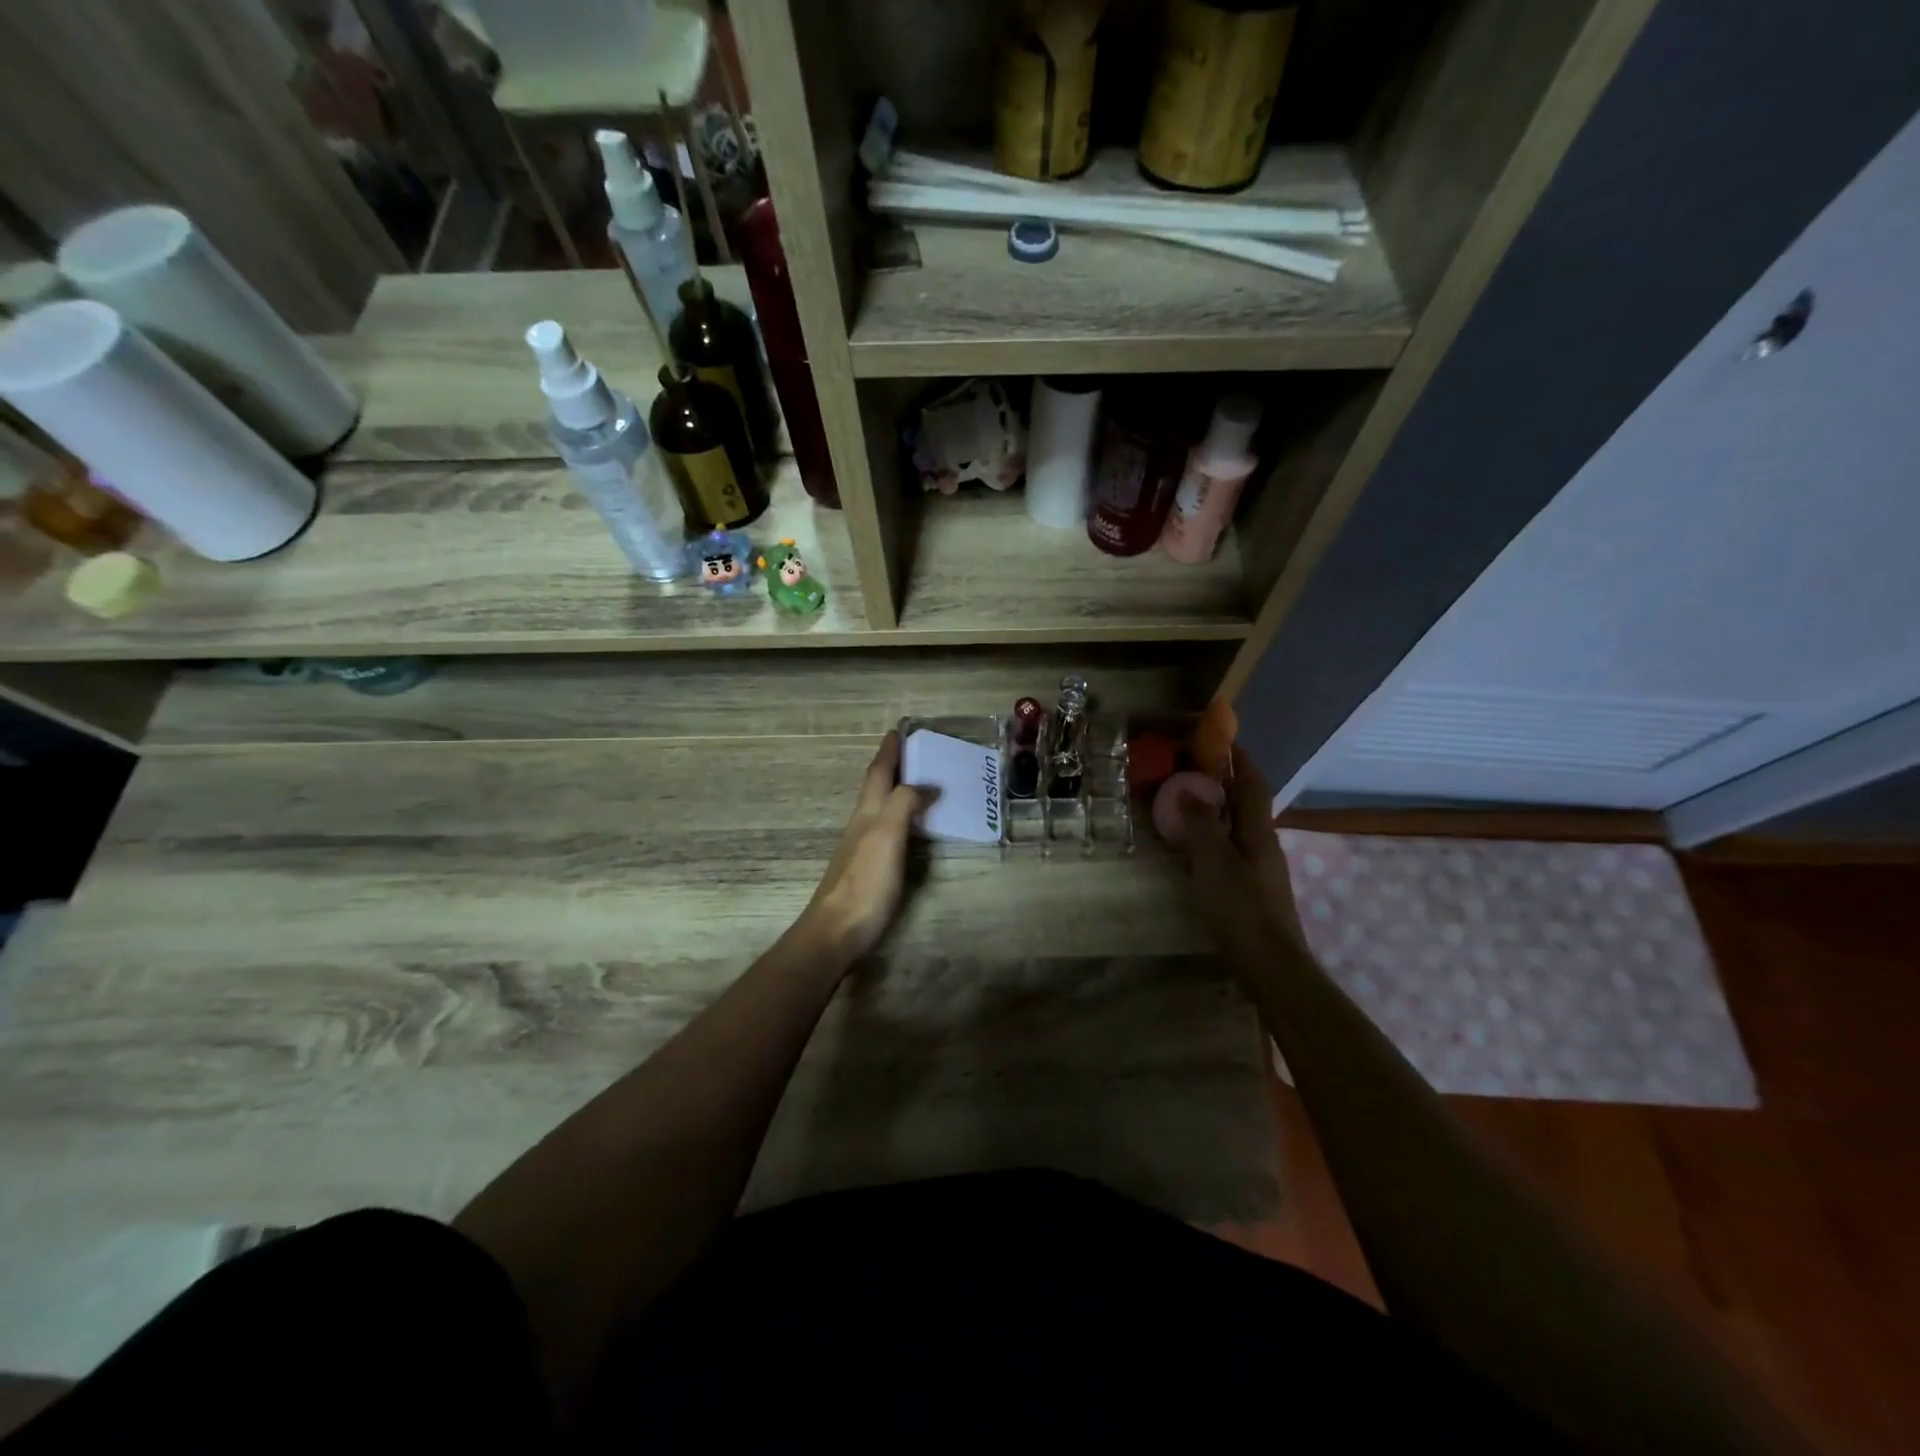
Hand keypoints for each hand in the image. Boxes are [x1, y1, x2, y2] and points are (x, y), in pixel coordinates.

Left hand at [798, 732, 931, 964]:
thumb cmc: (864, 882)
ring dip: (898, 792)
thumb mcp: (886, 835)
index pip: (878, 773)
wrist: (836, 932)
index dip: (888, 752)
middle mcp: (862, 825)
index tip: (899, 730)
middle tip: (917, 752)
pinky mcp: (869, 870)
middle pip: (877, 788)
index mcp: (867, 812)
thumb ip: (904, 804)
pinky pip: (888, 831)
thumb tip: (926, 784)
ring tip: (921, 784)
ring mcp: (863, 848)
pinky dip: (902, 819)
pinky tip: (912, 828)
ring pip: (881, 808)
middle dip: (893, 767)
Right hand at [1180, 745, 1302, 956]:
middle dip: (1225, 784)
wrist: (1270, 963)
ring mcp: (1262, 869)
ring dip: (1219, 812)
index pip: (1253, 784)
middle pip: (1247, 805)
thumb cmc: (1240, 907)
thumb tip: (1189, 788)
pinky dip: (1215, 838)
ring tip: (1188, 806)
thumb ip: (1200, 823)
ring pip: (1240, 828)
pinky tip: (1197, 850)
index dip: (1240, 760)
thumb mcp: (1213, 860)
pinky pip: (1233, 850)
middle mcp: (1265, 844)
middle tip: (1192, 772)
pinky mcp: (1254, 890)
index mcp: (1258, 831)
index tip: (1222, 741)